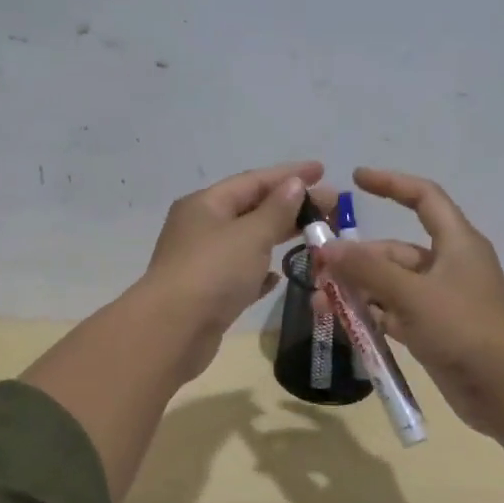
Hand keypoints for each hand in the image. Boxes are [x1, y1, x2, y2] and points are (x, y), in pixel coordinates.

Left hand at [139, 160, 329, 381]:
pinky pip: (240, 274)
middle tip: (330, 207)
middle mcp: (201, 228)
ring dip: (278, 237)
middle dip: (290, 206)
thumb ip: (276, 210)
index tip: (322, 170)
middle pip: (251, 209)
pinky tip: (279, 275)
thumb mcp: (250, 235)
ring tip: (314, 236)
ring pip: (247, 242)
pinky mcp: (208, 294)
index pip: (253, 180)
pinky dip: (260, 271)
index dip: (289, 174)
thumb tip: (294, 184)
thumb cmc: (213, 273)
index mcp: (205, 204)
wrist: (172, 331)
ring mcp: (202, 262)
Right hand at [316, 167, 503, 438]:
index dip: (391, 184)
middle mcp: (448, 266)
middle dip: (357, 258)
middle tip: (317, 270)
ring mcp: (440, 301)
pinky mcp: (433, 331)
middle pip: (395, 250)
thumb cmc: (465, 329)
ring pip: (390, 285)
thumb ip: (368, 270)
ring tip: (319, 303)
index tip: (356, 179)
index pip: (424, 198)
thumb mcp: (413, 294)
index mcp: (456, 243)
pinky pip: (393, 314)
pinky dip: (369, 315)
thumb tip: (327, 248)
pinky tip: (340, 322)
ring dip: (357, 290)